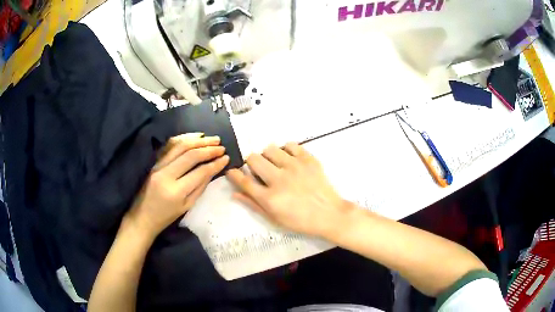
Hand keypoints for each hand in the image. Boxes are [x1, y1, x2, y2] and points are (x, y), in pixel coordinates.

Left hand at [123, 133, 228, 239]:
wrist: (142, 216)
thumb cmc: (166, 217)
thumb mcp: (187, 206)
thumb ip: (200, 187)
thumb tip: (213, 169)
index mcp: (176, 191)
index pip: (200, 171)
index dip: (215, 163)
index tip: (226, 157)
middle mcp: (166, 174)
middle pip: (190, 155)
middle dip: (208, 148)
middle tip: (221, 146)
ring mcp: (158, 165)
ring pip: (180, 146)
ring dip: (198, 140)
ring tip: (213, 139)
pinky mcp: (154, 162)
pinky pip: (170, 146)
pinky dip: (184, 138)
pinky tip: (195, 137)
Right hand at [226, 143, 352, 237]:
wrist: (329, 214)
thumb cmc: (301, 221)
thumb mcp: (274, 219)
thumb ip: (253, 204)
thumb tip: (234, 193)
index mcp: (270, 198)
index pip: (244, 181)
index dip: (234, 174)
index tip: (232, 170)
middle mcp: (279, 179)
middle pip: (254, 159)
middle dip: (251, 163)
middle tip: (260, 170)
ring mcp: (295, 167)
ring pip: (270, 149)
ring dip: (268, 156)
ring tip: (276, 164)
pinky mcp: (308, 160)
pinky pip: (290, 145)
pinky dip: (286, 150)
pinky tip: (290, 159)